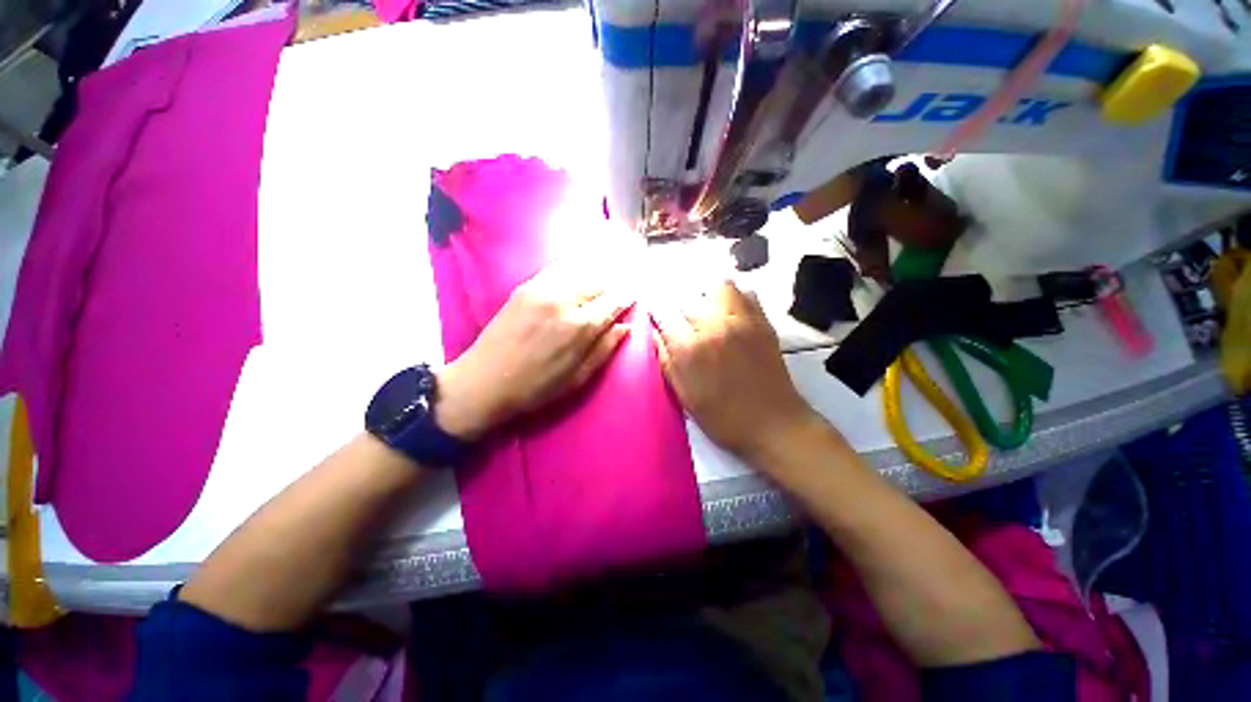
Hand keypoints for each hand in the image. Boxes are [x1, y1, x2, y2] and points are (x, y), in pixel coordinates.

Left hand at [435, 263, 631, 439]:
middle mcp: (565, 299)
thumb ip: (605, 348)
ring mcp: (543, 288)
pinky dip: (575, 269)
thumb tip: (627, 326)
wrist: (484, 380)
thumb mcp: (578, 377)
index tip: (635, 296)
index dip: (627, 297)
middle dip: (614, 283)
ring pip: (581, 270)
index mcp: (581, 325)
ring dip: (597, 274)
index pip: (614, 301)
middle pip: (599, 280)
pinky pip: (558, 269)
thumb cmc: (536, 387)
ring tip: (604, 281)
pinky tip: (580, 274)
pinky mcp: (526, 286)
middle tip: (620, 290)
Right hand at [652, 281, 816, 459]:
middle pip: (688, 298)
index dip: (657, 316)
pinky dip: (735, 298)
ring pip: (720, 286)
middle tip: (683, 322)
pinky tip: (731, 314)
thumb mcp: (684, 396)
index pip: (664, 316)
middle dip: (680, 308)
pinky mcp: (762, 322)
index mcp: (690, 349)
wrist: (773, 423)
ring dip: (709, 296)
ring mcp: (741, 321)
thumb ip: (666, 361)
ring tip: (707, 311)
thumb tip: (656, 334)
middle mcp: (713, 326)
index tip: (658, 319)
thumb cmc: (722, 417)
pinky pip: (747, 294)